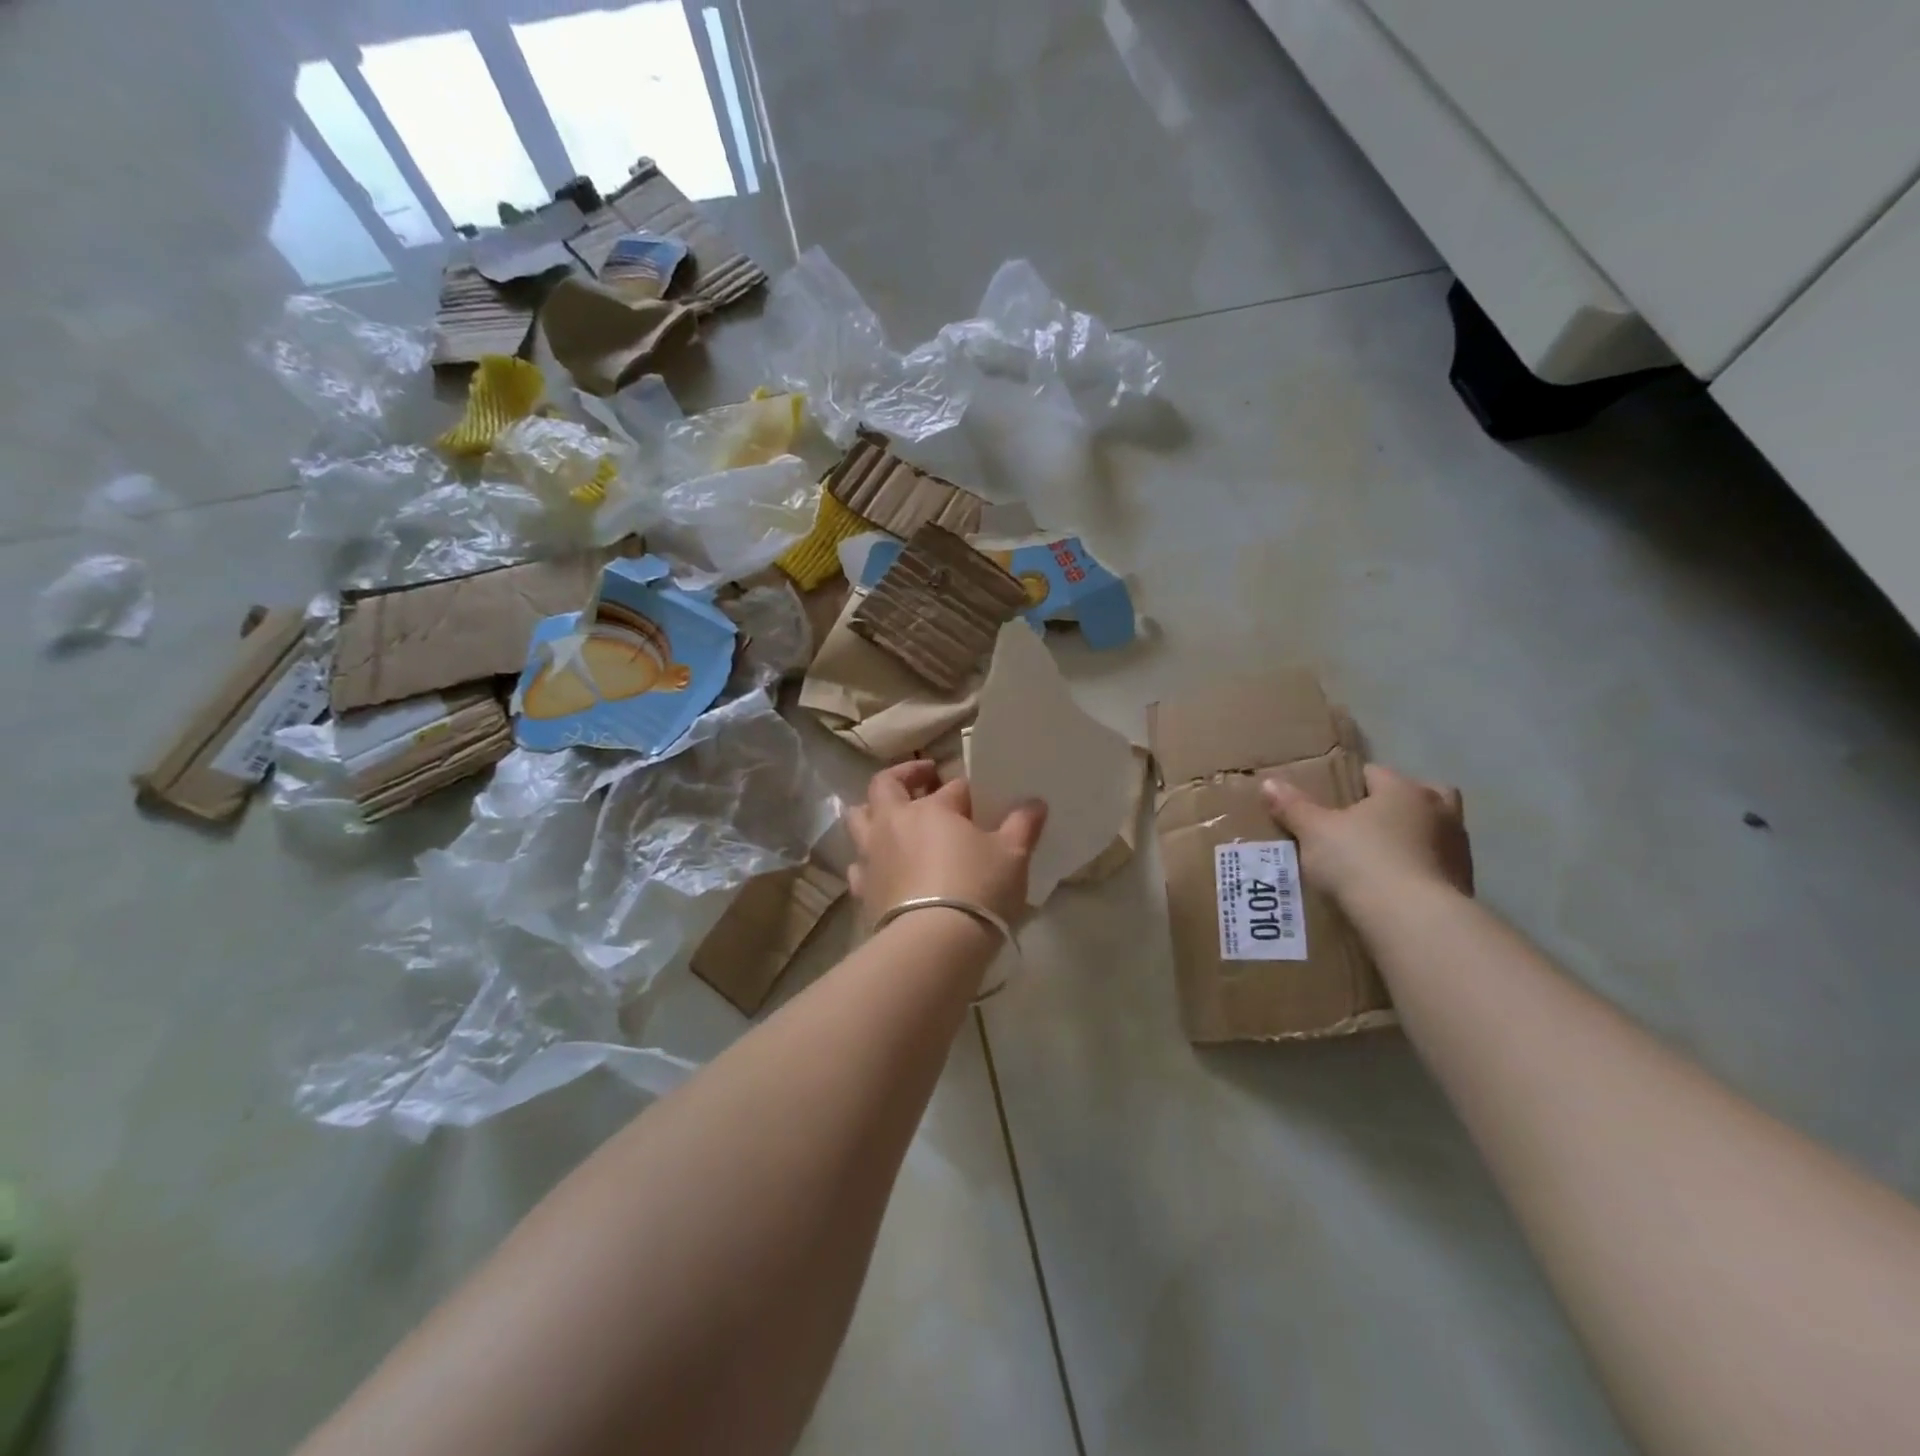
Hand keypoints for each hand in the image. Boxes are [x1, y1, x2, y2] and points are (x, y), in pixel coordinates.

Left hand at [845, 762, 1047, 924]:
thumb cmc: (977, 889)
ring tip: (892, 818)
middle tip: (923, 779)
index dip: (969, 791)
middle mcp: (894, 824)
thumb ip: (1022, 825)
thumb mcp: (1012, 856)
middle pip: (885, 786)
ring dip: (873, 813)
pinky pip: (859, 865)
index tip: (985, 801)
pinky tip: (884, 868)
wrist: (933, 944)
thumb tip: (1035, 803)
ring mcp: (872, 856)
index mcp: (931, 808)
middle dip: (903, 777)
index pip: (953, 787)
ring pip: (858, 819)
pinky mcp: (863, 890)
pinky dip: (869, 860)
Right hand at [1262, 763, 1473, 904]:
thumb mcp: (1314, 832)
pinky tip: (1395, 889)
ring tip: (1380, 861)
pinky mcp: (1465, 885)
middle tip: (1368, 826)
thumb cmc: (1361, 861)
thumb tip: (1268, 783)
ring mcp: (1458, 849)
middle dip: (1398, 806)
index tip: (1331, 804)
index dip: (1351, 785)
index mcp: (1403, 790)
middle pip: (1421, 795)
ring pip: (1434, 832)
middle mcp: (1439, 811)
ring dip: (1414, 840)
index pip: (1375, 773)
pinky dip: (1420, 872)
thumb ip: (1293, 807)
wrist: (1412, 920)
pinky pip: (1437, 868)